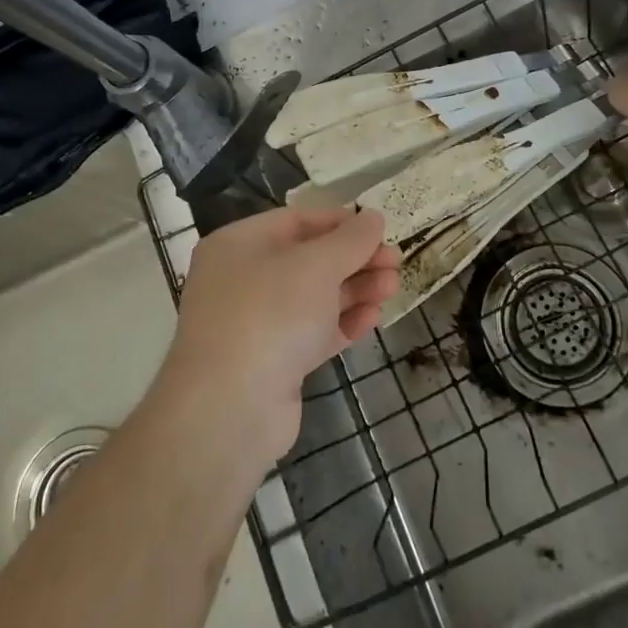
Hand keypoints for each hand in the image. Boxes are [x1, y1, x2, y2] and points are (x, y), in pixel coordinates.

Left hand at [160, 207, 399, 460]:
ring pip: (313, 297)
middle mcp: (242, 279)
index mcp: (238, 245)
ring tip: (393, 288)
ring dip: (355, 290)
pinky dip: (342, 323)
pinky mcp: (273, 362)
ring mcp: (256, 323)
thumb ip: (350, 240)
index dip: (340, 222)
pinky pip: (312, 332)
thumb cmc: (270, 315)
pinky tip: (373, 320)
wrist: (231, 409)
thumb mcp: (316, 265)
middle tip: (396, 262)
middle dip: (354, 259)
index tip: (379, 228)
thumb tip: (373, 218)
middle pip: (308, 260)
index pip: (296, 221)